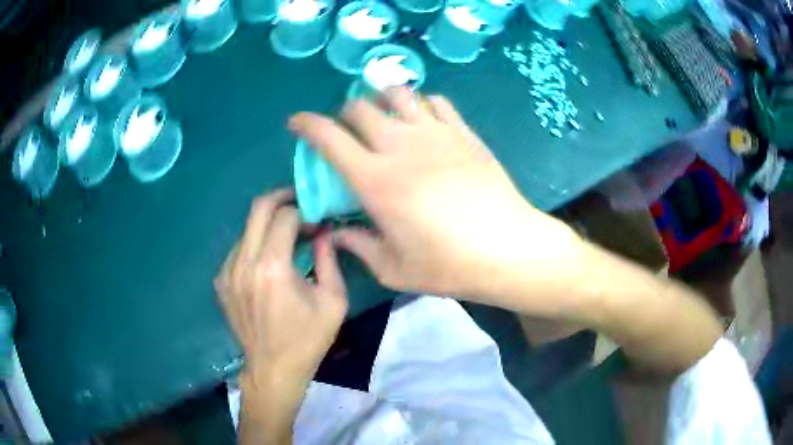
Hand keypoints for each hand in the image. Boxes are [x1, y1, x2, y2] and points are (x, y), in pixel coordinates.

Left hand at [214, 189, 347, 381]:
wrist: (273, 369)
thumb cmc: (308, 339)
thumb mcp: (333, 301)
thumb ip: (329, 259)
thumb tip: (325, 232)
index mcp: (272, 268)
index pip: (285, 216)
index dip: (305, 212)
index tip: (317, 224)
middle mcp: (244, 263)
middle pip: (258, 208)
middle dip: (282, 198)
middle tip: (300, 204)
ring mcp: (227, 271)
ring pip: (247, 227)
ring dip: (268, 224)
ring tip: (286, 237)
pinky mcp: (221, 281)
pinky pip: (238, 248)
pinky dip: (255, 244)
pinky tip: (268, 261)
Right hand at [288, 89, 578, 306]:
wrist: (507, 249)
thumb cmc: (448, 265)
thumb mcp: (393, 268)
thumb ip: (358, 246)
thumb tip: (336, 232)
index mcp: (375, 179)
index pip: (328, 136)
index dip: (306, 124)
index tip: (296, 123)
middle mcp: (400, 145)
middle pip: (359, 106)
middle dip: (343, 114)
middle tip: (347, 132)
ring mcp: (435, 132)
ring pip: (396, 93)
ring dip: (380, 99)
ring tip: (383, 117)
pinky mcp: (463, 132)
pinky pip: (435, 101)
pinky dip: (420, 104)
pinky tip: (422, 120)